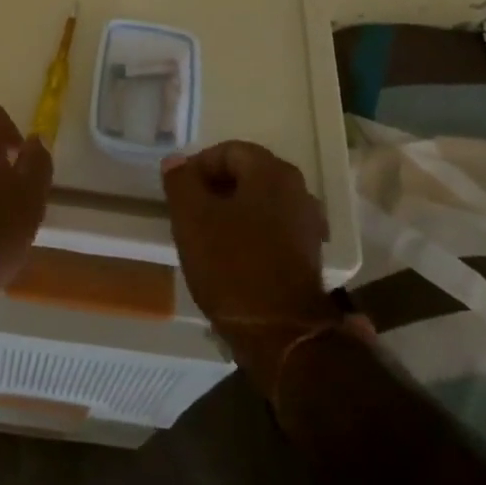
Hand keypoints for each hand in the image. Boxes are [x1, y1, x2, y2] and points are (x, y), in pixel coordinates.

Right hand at [161, 141, 347, 397]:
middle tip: (189, 212)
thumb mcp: (192, 219)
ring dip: (232, 211)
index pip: (228, 151)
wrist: (281, 334)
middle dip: (215, 188)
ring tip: (206, 236)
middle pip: (247, 174)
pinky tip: (230, 256)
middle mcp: (297, 189)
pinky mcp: (309, 253)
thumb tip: (176, 161)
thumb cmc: (232, 266)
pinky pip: (272, 227)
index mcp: (271, 172)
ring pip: (260, 202)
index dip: (198, 166)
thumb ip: (181, 182)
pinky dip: (250, 232)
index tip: (179, 192)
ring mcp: (308, 222)